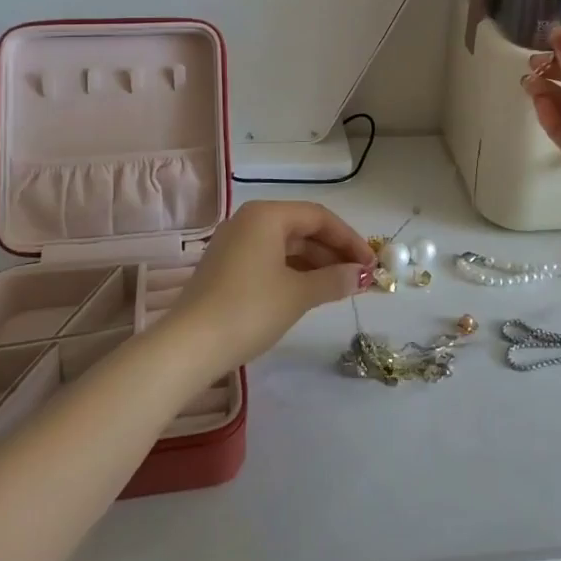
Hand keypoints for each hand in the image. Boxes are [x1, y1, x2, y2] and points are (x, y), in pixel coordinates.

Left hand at [165, 201, 373, 375]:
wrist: (189, 346)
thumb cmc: (249, 309)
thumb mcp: (298, 294)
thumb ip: (334, 280)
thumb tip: (361, 275)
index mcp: (267, 215)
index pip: (319, 217)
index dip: (349, 239)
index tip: (371, 264)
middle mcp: (249, 220)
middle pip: (302, 229)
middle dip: (334, 252)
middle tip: (360, 277)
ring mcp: (234, 244)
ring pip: (286, 246)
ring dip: (315, 264)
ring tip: (340, 288)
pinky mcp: (226, 267)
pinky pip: (270, 260)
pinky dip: (293, 272)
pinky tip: (310, 292)